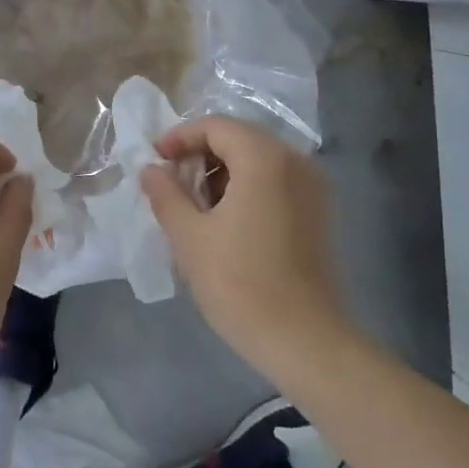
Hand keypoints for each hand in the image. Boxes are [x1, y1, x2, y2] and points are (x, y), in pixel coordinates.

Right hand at [139, 115, 347, 381]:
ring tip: (193, 203)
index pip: (216, 126)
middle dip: (200, 154)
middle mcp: (295, 161)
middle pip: (239, 139)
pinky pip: (276, 181)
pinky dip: (246, 187)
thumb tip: (150, 169)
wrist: (304, 341)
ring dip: (222, 171)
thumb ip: (166, 194)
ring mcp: (313, 188)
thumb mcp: (189, 237)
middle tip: (170, 181)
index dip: (180, 137)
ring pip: (258, 161)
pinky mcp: (319, 213)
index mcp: (264, 158)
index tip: (154, 160)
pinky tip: (224, 219)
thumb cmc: (240, 283)